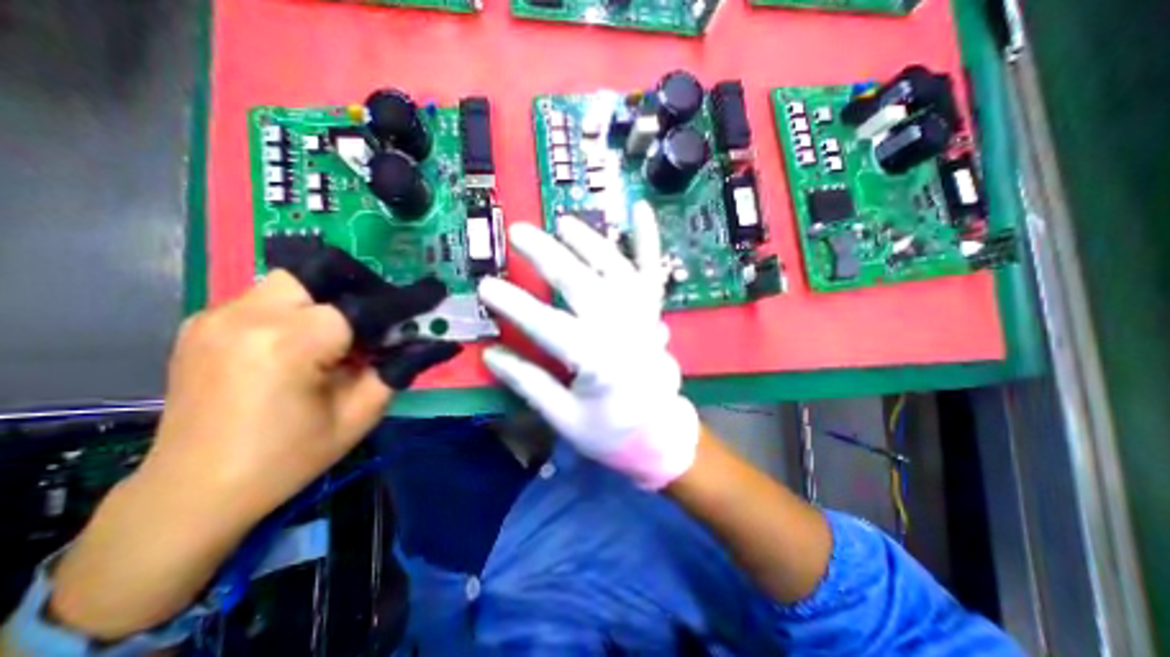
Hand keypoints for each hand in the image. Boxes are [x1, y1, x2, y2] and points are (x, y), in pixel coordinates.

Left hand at [51, 257, 460, 641]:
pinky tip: (314, 339)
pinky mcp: (203, 325)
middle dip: (361, 287)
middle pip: (321, 273)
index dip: (407, 296)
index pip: (368, 304)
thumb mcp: (362, 415)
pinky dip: (302, 306)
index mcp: (296, 345)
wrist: (186, 500)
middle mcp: (249, 318)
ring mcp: (215, 318)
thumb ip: (396, 369)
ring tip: (351, 328)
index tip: (435, 288)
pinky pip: (266, 295)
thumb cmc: (289, 461)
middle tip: (384, 314)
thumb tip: (431, 341)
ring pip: (291, 277)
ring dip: (331, 296)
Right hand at [480, 203, 698, 488]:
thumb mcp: (565, 418)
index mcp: (598, 362)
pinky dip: (648, 239)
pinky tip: (641, 208)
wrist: (661, 435)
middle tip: (519, 235)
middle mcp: (623, 331)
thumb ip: (530, 383)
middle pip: (582, 284)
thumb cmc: (612, 432)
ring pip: (615, 268)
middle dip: (548, 256)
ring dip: (589, 241)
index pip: (549, 325)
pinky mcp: (653, 312)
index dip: (515, 305)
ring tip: (563, 223)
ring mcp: (642, 317)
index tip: (486, 286)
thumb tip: (491, 355)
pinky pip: (652, 271)